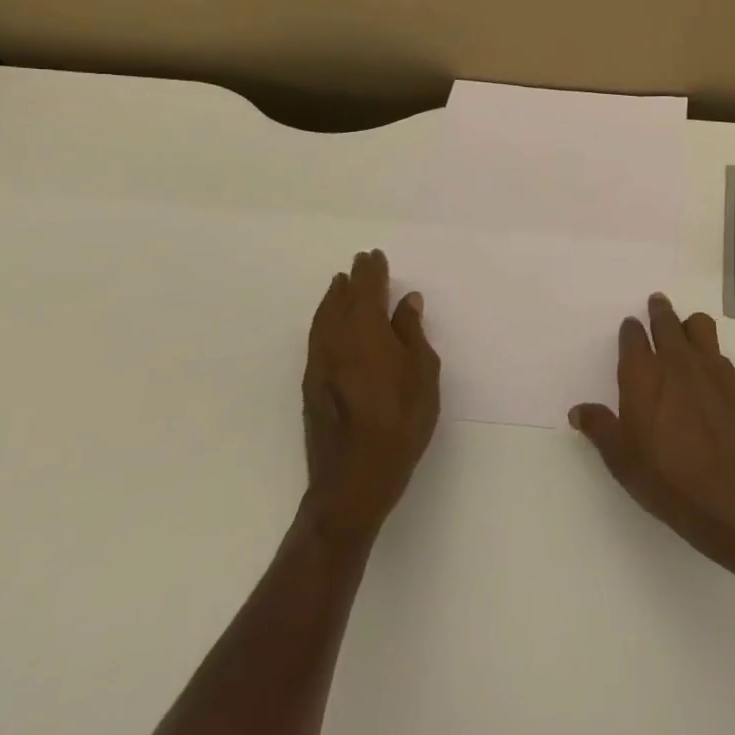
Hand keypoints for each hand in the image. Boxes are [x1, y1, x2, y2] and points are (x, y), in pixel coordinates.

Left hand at [301, 250, 440, 544]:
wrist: (354, 479)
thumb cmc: (400, 423)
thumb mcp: (422, 375)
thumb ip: (412, 334)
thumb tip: (406, 302)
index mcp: (366, 334)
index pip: (367, 292)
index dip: (372, 273)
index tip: (375, 256)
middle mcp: (336, 342)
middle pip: (341, 301)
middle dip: (352, 281)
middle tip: (359, 262)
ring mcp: (319, 365)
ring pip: (323, 319)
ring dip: (333, 298)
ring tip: (340, 284)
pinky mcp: (312, 385)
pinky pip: (317, 337)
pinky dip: (325, 319)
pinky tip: (331, 323)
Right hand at [570, 293, 734, 577]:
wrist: (731, 493)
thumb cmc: (666, 477)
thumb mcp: (621, 459)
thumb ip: (600, 428)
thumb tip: (578, 411)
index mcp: (642, 374)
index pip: (633, 336)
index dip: (630, 330)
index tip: (629, 328)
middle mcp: (676, 360)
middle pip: (666, 321)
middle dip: (659, 311)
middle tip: (656, 303)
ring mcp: (710, 367)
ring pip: (699, 325)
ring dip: (688, 324)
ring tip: (685, 330)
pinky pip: (719, 352)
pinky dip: (710, 353)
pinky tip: (708, 371)